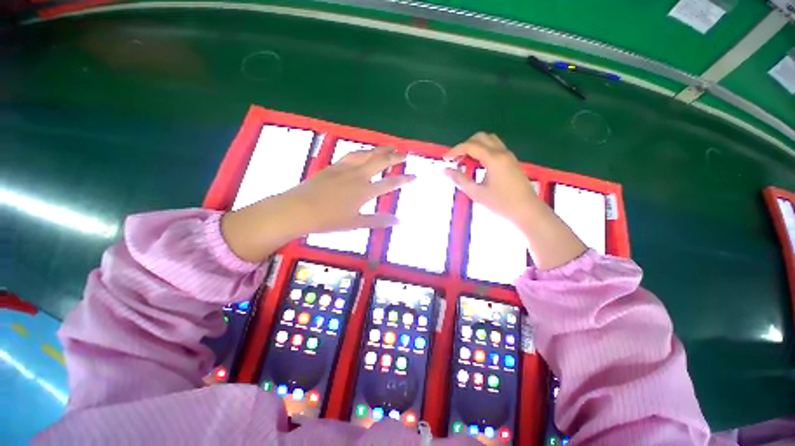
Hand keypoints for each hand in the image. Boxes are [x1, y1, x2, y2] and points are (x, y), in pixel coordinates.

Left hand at [221, 147, 413, 261]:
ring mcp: (345, 168)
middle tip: (405, 153)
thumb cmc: (329, 220)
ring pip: (367, 154)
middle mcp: (358, 175)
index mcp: (365, 190)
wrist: (299, 209)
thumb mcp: (356, 223)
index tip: (415, 176)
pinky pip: (352, 154)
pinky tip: (364, 152)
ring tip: (390, 146)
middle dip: (395, 157)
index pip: (390, 183)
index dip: (404, 179)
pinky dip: (363, 151)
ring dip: (380, 149)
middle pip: (381, 161)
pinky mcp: (334, 166)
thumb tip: (399, 221)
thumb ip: (379, 220)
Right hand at [442, 132, 537, 223]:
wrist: (527, 210)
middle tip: (456, 159)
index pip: (470, 146)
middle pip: (480, 137)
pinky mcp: (511, 161)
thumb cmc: (501, 203)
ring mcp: (508, 155)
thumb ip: (460, 180)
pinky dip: (483, 150)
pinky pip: (495, 147)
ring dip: (475, 146)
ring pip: (489, 140)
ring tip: (465, 161)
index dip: (455, 150)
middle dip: (465, 145)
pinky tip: (478, 164)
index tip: (445, 159)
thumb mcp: (477, 193)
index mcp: (494, 159)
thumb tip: (445, 170)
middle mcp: (502, 152)